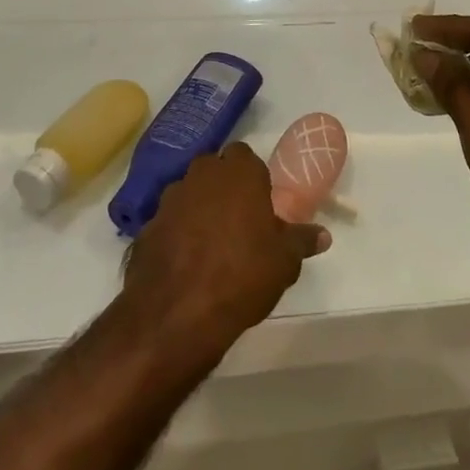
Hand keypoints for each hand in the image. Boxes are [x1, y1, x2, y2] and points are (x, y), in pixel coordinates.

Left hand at [124, 144, 328, 353]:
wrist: (177, 314)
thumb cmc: (243, 275)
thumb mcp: (284, 261)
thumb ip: (302, 240)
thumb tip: (323, 234)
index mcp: (238, 172)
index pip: (245, 155)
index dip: (252, 177)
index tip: (260, 203)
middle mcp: (202, 174)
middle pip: (214, 169)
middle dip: (224, 187)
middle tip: (239, 221)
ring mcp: (170, 199)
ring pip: (188, 193)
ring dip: (198, 208)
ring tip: (211, 245)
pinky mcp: (146, 228)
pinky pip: (168, 223)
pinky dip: (176, 235)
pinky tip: (185, 264)